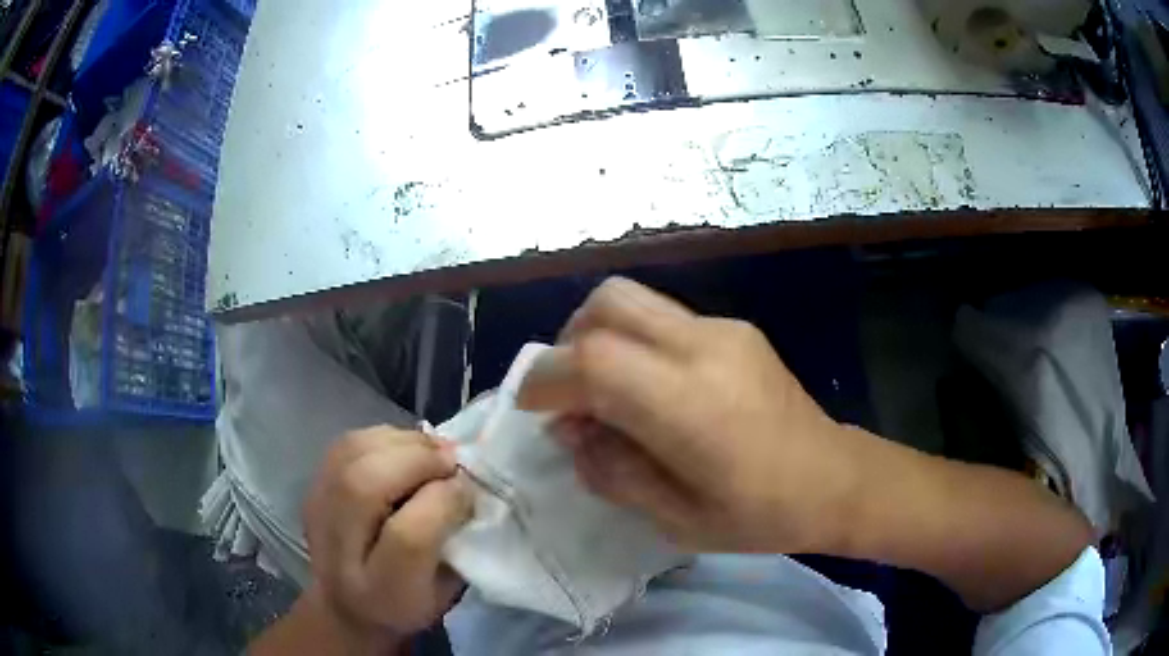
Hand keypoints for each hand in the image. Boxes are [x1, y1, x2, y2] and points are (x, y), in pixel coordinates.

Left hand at [302, 427, 472, 648]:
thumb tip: (464, 483)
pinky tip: (405, 449)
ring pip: (352, 453)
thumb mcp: (444, 591)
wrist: (346, 605)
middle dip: (416, 460)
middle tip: (451, 459)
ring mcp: (316, 511)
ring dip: (401, 442)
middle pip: (365, 485)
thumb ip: (457, 542)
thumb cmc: (407, 603)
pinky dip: (382, 437)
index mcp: (381, 591)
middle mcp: (338, 550)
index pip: (407, 538)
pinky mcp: (311, 487)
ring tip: (431, 450)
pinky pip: (346, 444)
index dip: (442, 502)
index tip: (467, 489)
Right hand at [518, 277, 858, 554]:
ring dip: (599, 336)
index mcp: (689, 405)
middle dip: (568, 342)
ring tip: (604, 390)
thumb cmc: (761, 515)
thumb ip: (611, 470)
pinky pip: (662, 318)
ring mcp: (723, 330)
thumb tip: (569, 430)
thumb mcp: (675, 519)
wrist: (836, 479)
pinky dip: (634, 342)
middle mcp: (704, 348)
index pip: (593, 359)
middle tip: (569, 393)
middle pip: (608, 303)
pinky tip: (651, 390)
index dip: (547, 378)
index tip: (532, 408)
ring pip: (633, 300)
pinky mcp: (735, 328)